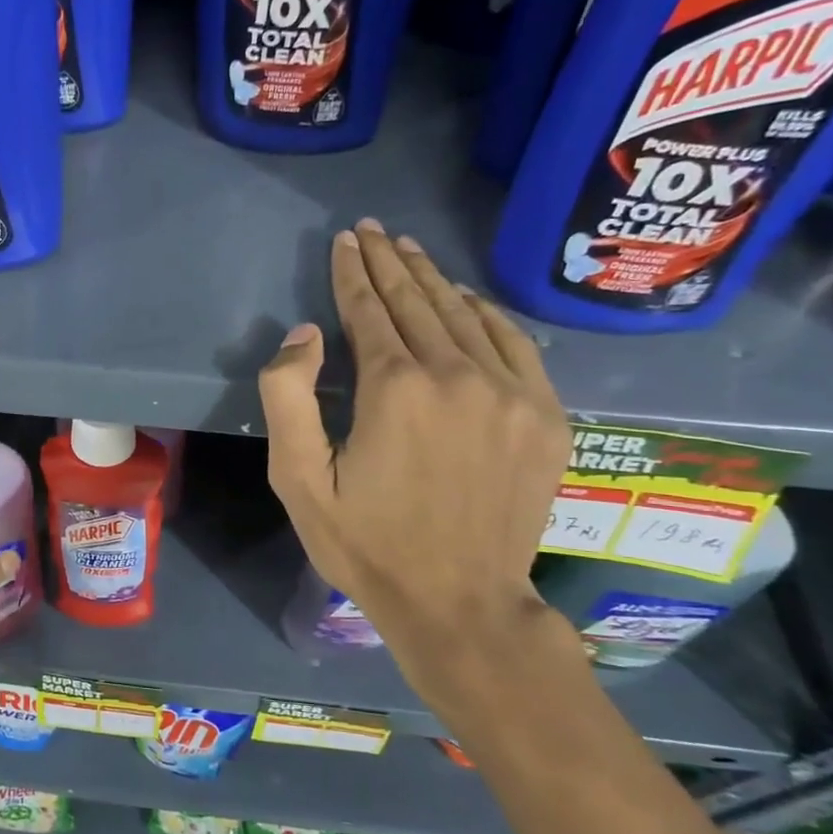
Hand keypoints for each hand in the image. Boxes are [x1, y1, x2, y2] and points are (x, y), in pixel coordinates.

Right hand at [259, 220, 574, 710]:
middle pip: (417, 302)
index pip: (368, 310)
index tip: (344, 240)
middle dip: (388, 263)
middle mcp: (457, 375)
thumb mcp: (298, 480)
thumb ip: (288, 397)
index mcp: (395, 388)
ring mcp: (511, 393)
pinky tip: (467, 299)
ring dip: (432, 279)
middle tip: (372, 230)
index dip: (352, 272)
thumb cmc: (367, 544)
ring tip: (408, 250)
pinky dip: (487, 313)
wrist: (460, 603)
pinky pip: (515, 344)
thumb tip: (307, 333)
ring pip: (464, 316)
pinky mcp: (545, 416)